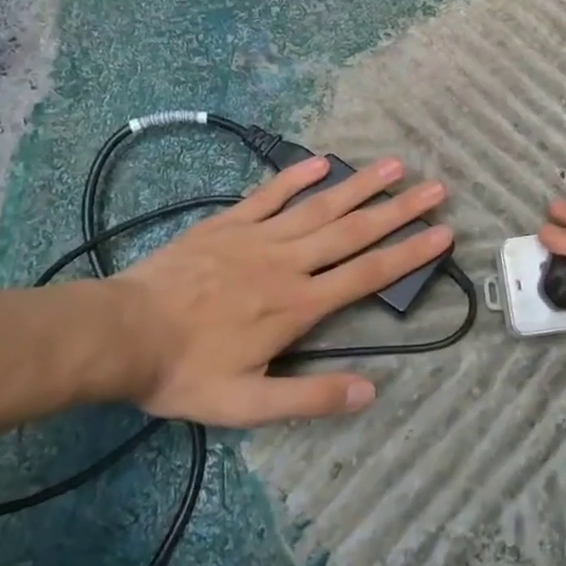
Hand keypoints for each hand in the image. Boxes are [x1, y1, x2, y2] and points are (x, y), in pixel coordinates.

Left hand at [111, 156, 450, 426]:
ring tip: (394, 165)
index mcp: (298, 304)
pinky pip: (268, 195)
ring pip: (319, 207)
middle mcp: (288, 263)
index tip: (443, 234)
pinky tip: (320, 162)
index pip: (367, 274)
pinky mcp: (228, 224)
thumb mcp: (247, 404)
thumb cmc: (186, 371)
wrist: (122, 335)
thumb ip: (310, 396)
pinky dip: (296, 177)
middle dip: (399, 210)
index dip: (409, 254)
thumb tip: (371, 391)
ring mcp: (257, 237)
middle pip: (354, 231)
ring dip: (360, 185)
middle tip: (436, 188)